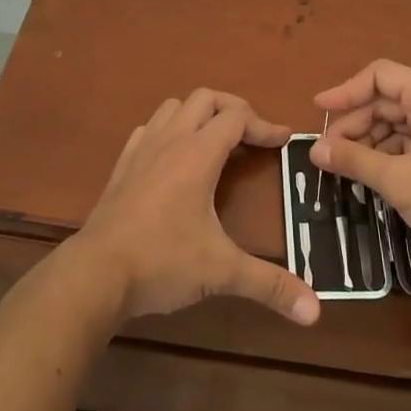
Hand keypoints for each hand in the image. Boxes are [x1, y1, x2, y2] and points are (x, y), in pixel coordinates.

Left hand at [71, 89, 319, 326]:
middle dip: (234, 109)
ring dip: (198, 114)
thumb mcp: (221, 272)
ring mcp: (141, 151)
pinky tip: (173, 157)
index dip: (265, 125)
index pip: (237, 118)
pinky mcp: (121, 167)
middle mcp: (170, 142)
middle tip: (252, 135)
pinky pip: (148, 130)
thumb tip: (315, 311)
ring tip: (216, 141)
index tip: (284, 141)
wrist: (95, 274)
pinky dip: (168, 130)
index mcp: (197, 154)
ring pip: (173, 107)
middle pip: (205, 99)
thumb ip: (269, 285)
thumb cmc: (162, 262)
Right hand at [310, 60, 410, 280]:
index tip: (318, 111)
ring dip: (371, 140)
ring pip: (400, 122)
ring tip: (347, 167)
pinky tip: (375, 174)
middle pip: (388, 99)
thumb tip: (314, 150)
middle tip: (329, 153)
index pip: (380, 76)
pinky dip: (391, 152)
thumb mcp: (397, 181)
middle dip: (356, 122)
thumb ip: (354, 160)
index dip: (346, 90)